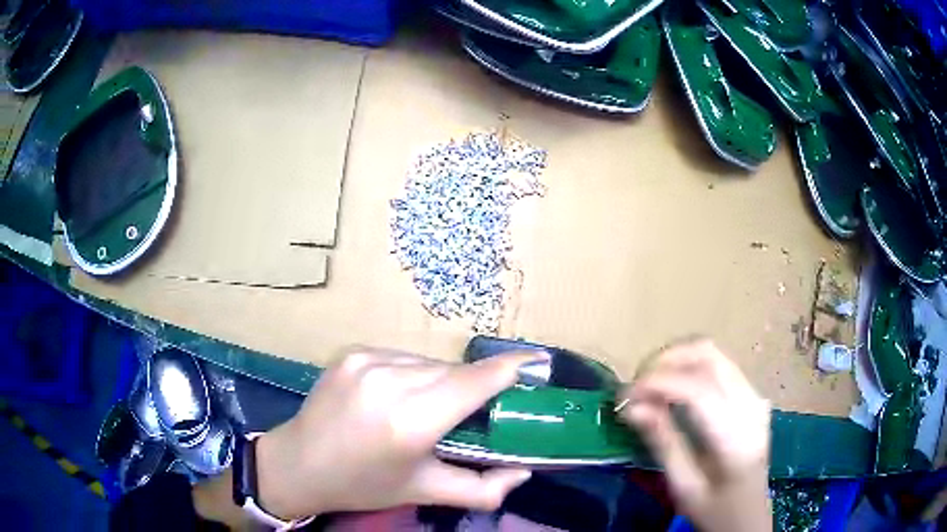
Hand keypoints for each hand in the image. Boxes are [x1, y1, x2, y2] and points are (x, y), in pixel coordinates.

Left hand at [254, 348, 543, 519]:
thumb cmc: (363, 485)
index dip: (510, 369)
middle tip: (479, 411)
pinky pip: (402, 357)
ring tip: (432, 408)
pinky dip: (413, 374)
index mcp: (410, 421)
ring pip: (429, 363)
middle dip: (475, 387)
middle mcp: (389, 381)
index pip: (474, 383)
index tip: (538, 363)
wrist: (298, 463)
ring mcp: (367, 360)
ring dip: (442, 381)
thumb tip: (523, 472)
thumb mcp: (424, 492)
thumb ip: (483, 489)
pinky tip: (400, 396)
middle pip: (455, 372)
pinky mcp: (352, 352)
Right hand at [619, 339, 771, 531]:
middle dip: (665, 360)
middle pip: (708, 355)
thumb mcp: (684, 487)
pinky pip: (718, 366)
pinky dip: (690, 367)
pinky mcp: (751, 394)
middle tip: (635, 385)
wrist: (749, 515)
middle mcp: (751, 404)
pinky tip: (672, 388)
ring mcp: (754, 395)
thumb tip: (632, 407)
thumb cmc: (714, 510)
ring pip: (713, 353)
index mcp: (736, 436)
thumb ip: (663, 443)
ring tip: (649, 385)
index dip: (658, 383)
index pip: (698, 390)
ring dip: (676, 360)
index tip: (624, 396)